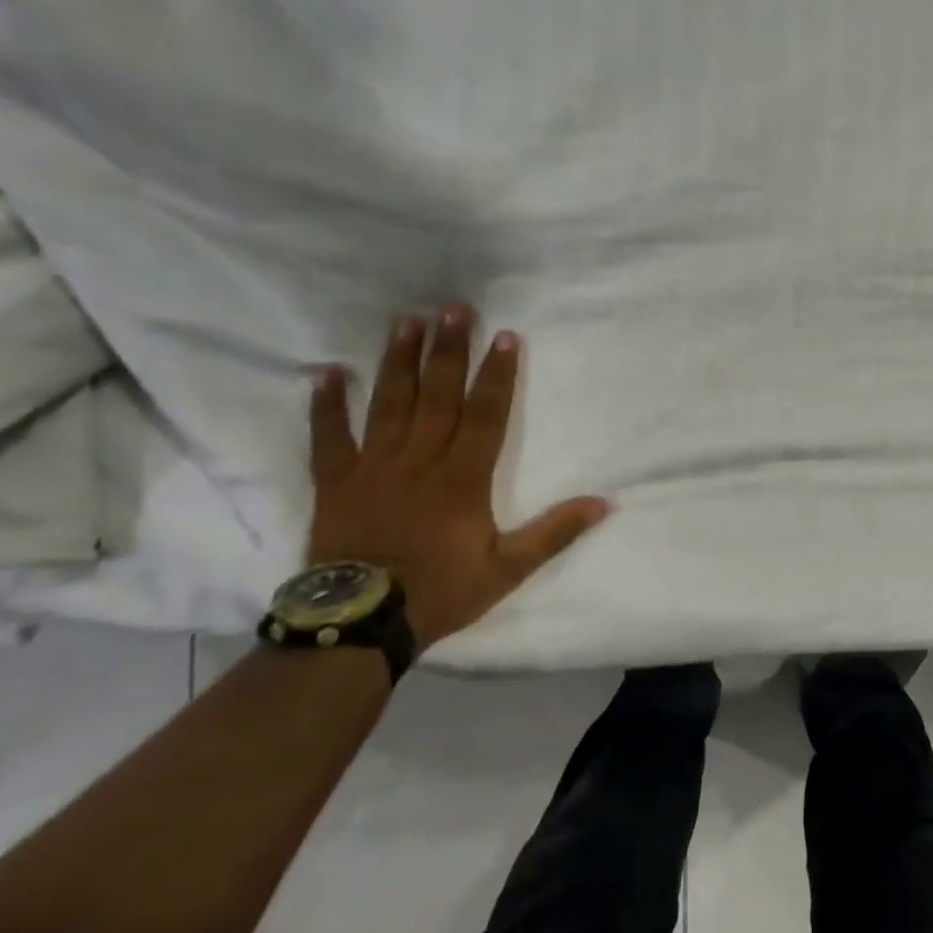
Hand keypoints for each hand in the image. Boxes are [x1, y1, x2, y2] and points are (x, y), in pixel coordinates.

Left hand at [306, 305, 610, 648]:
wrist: (359, 623)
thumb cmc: (440, 591)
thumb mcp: (508, 569)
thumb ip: (554, 533)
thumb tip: (605, 504)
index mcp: (462, 478)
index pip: (485, 414)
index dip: (497, 374)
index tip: (504, 335)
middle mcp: (420, 460)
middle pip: (438, 395)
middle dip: (449, 350)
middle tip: (454, 308)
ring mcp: (374, 467)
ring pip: (390, 403)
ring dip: (400, 361)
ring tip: (407, 321)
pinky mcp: (336, 482)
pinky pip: (329, 437)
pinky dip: (327, 406)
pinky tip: (327, 373)